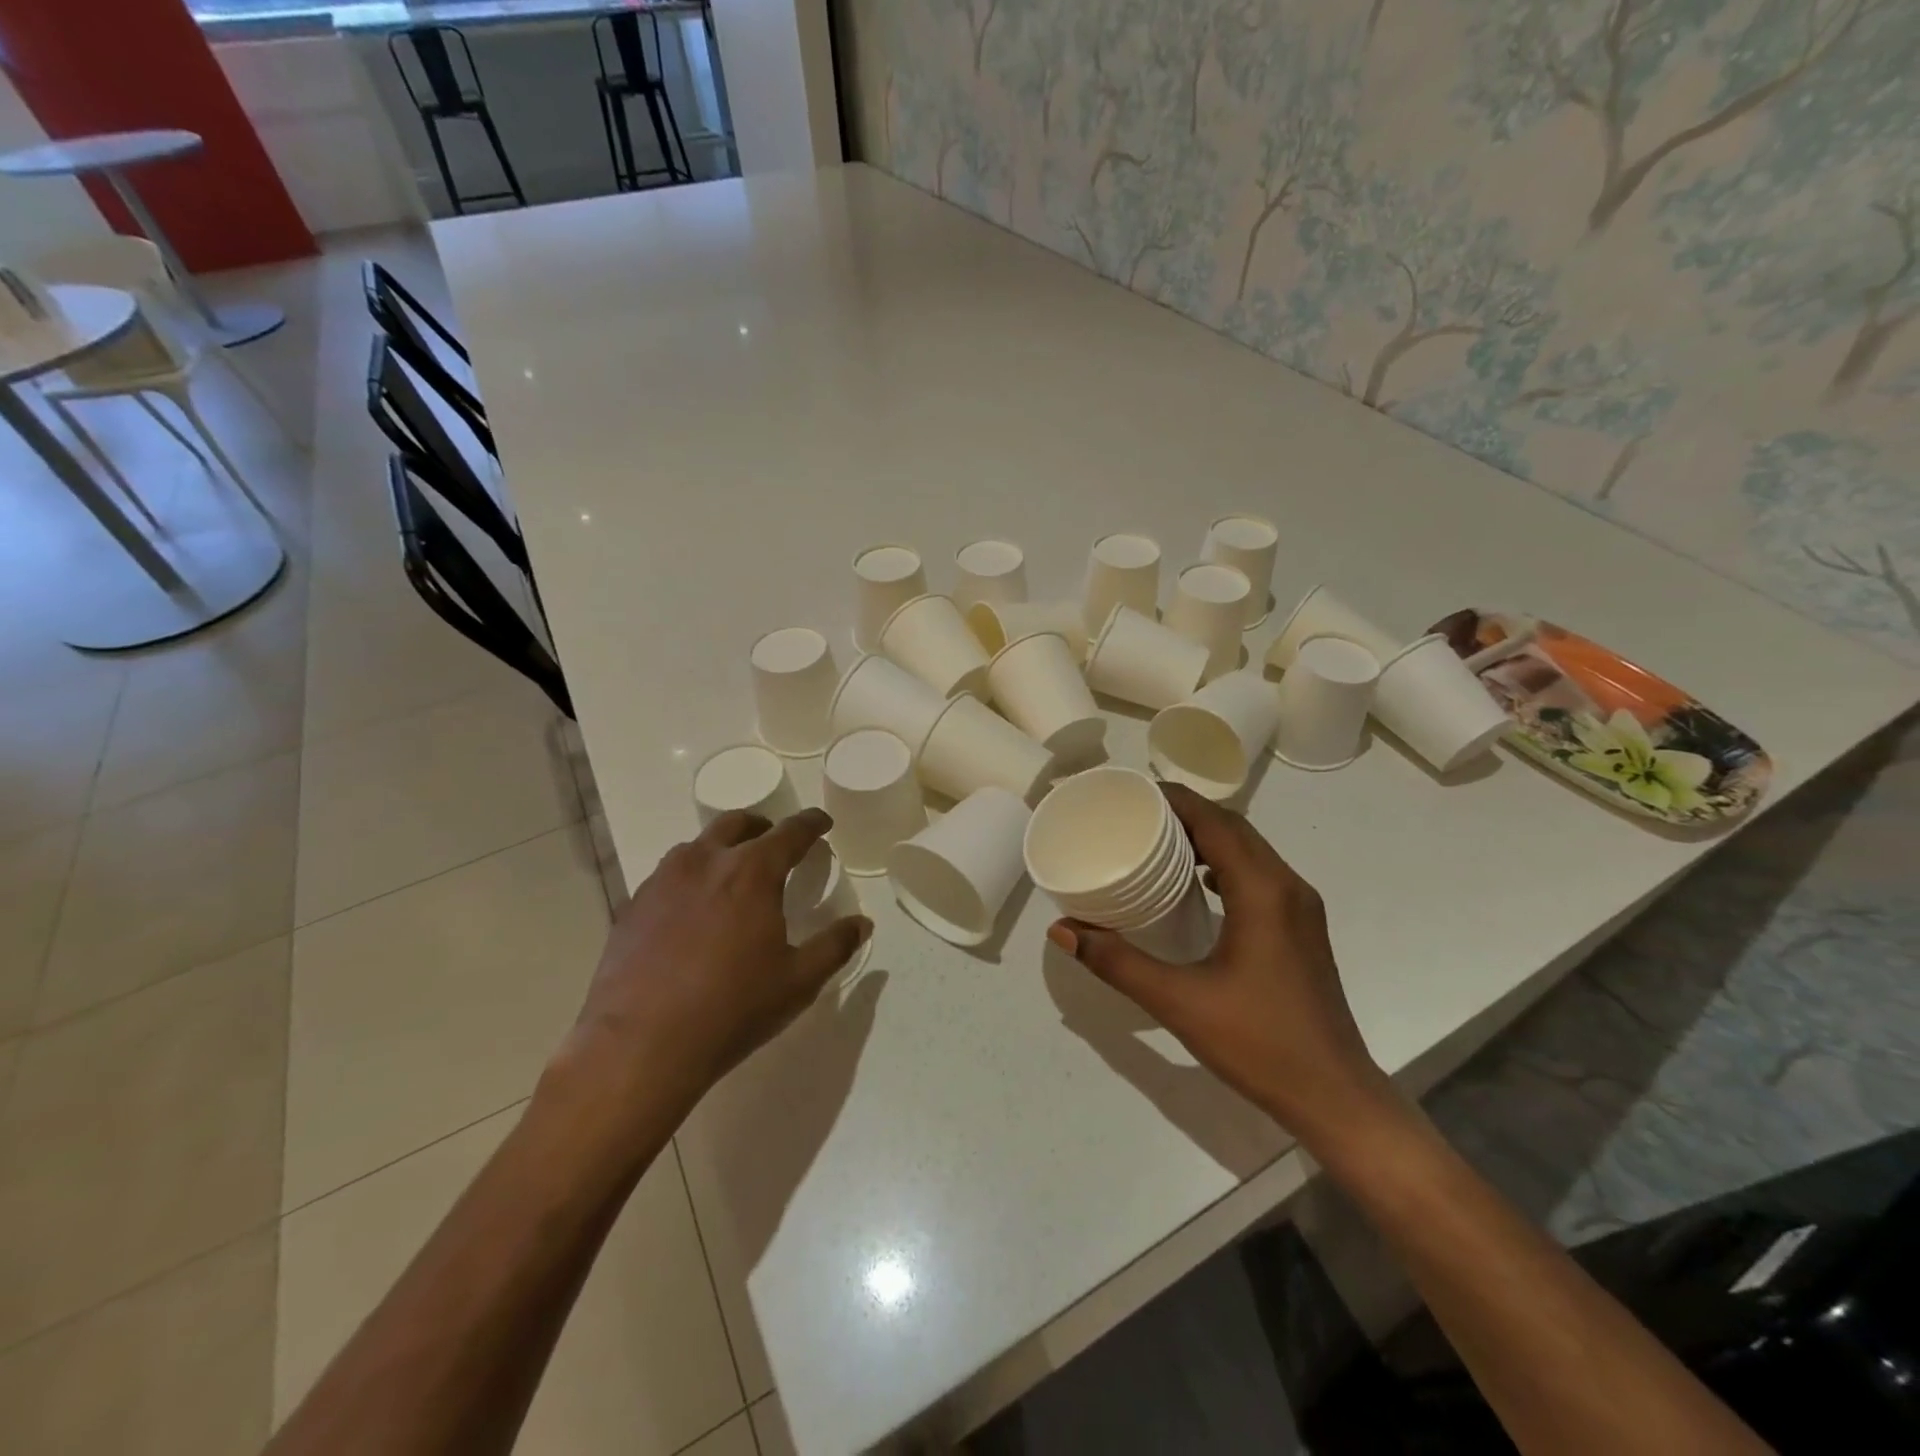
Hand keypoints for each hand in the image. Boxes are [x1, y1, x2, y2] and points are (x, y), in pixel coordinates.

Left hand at [558, 808, 871, 1121]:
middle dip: (762, 826)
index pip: (790, 832)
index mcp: (752, 872)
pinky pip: (668, 875)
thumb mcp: (798, 982)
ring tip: (732, 874)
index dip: (811, 823)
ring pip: (697, 846)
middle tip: (775, 842)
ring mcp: (663, 881)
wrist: (640, 1045)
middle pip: (737, 824)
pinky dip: (690, 877)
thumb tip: (862, 924)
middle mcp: (705, 862)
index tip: (822, 822)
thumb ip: (835, 946)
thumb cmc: (732, 1008)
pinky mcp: (633, 905)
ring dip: (722, 848)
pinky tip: (692, 909)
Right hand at [1047, 783, 1393, 1144]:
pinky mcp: (1302, 929)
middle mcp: (1287, 886)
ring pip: (1251, 850)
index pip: (1215, 822)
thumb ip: (1117, 962)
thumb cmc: (1258, 1042)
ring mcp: (1301, 908)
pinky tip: (1199, 885)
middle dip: (1187, 813)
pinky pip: (1260, 874)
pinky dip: (1226, 863)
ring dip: (1208, 836)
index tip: (1132, 793)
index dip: (1174, 800)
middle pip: (1234, 828)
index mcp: (1262, 890)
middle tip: (1136, 815)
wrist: (1334, 1095)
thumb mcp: (1178, 1001)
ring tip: (1160, 842)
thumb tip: (1062, 931)